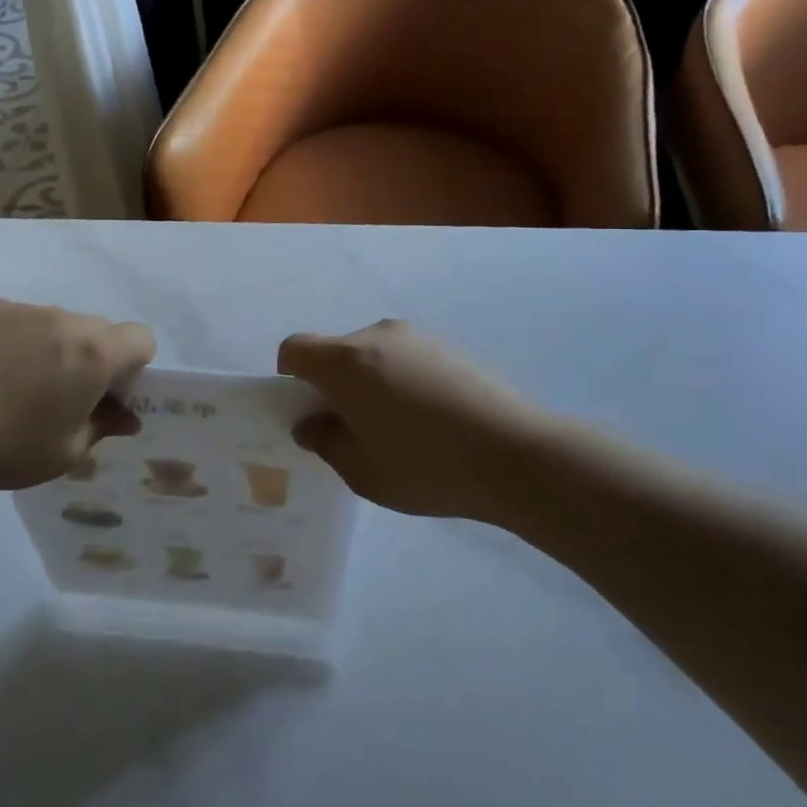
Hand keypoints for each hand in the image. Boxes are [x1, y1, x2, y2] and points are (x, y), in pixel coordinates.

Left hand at [0, 297, 155, 492]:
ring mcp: (20, 308)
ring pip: (55, 323)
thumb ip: (104, 427)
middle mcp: (63, 319)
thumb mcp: (65, 452)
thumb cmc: (4, 447)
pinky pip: (16, 318)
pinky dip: (13, 338)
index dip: (132, 367)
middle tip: (59, 395)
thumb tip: (127, 417)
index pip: (141, 338)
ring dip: (51, 346)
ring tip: (12, 383)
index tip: (105, 395)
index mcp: (93, 352)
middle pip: (97, 329)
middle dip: (92, 357)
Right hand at [278, 320, 549, 518]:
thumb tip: (311, 424)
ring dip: (370, 383)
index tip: (310, 413)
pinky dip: (403, 382)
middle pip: (336, 352)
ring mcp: (418, 338)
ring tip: (400, 430)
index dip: (290, 379)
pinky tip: (432, 422)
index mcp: (345, 361)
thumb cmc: (426, 466)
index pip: (294, 349)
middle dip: (333, 385)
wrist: (516, 454)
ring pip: (373, 356)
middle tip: (354, 430)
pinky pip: (407, 359)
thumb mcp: (362, 471)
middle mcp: (377, 336)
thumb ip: (326, 442)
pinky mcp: (450, 347)